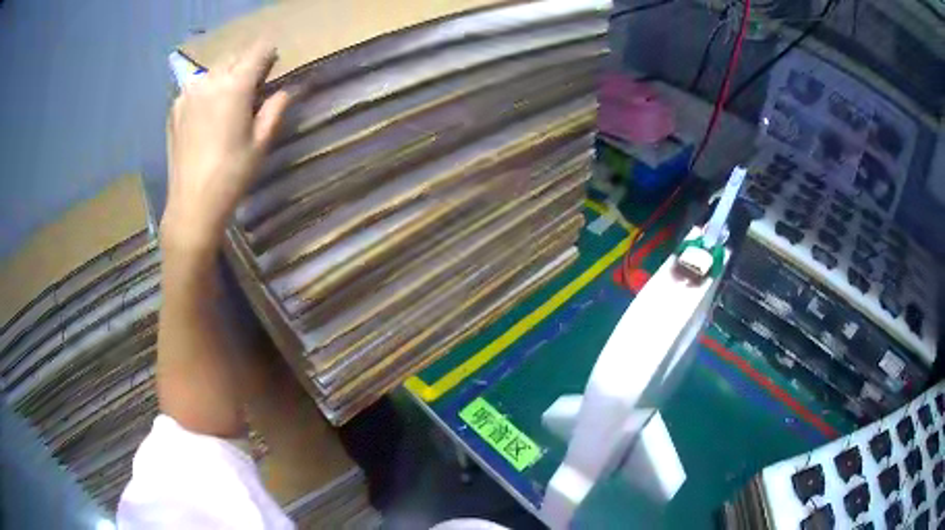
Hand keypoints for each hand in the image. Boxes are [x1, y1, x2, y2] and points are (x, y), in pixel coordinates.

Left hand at [162, 42, 291, 255]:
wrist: (192, 204)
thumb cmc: (232, 175)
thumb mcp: (261, 142)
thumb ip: (275, 108)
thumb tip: (289, 89)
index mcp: (234, 86)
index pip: (258, 52)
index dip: (269, 53)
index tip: (274, 61)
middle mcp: (209, 81)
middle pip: (234, 56)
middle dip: (246, 62)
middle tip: (254, 81)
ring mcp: (188, 93)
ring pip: (213, 70)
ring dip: (225, 74)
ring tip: (229, 96)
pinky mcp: (175, 108)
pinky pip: (195, 87)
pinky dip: (206, 90)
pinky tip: (208, 111)